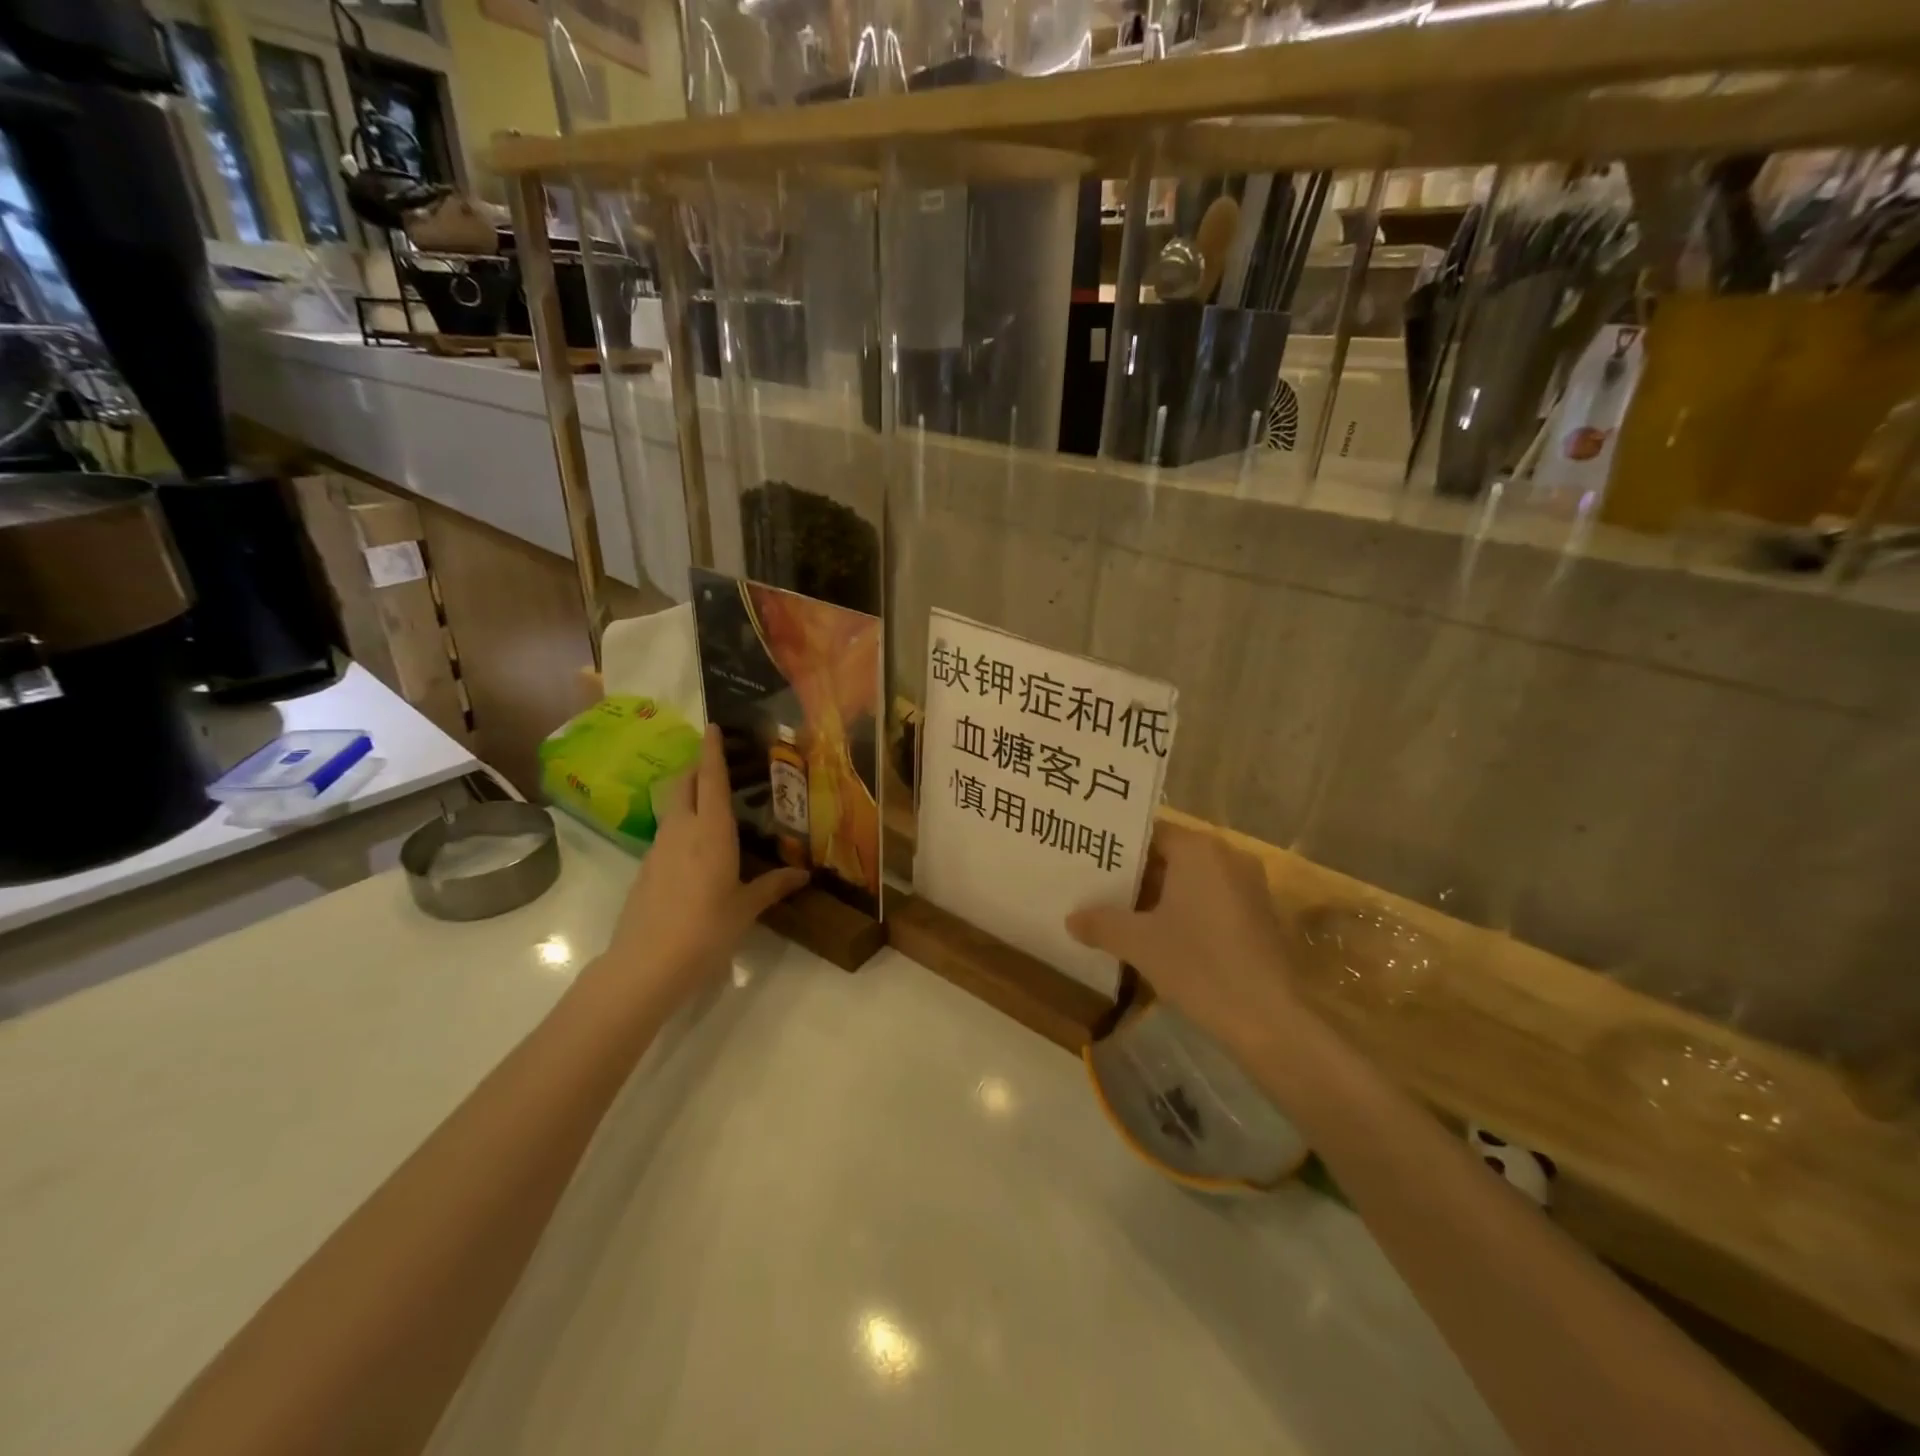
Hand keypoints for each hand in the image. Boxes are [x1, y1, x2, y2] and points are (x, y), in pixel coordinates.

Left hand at [597, 724, 806, 1012]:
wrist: (646, 964)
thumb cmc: (706, 929)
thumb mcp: (745, 908)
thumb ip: (772, 886)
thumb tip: (803, 875)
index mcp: (711, 831)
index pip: (710, 778)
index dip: (712, 750)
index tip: (713, 726)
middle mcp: (682, 829)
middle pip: (683, 784)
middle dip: (697, 767)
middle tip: (718, 764)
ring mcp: (658, 848)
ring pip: (672, 807)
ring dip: (688, 796)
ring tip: (712, 805)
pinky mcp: (645, 868)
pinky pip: (666, 833)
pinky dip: (681, 826)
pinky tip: (696, 849)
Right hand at [1066, 823, 1299, 1045]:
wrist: (1268, 1019)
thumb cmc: (1199, 965)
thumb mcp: (1139, 943)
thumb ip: (1101, 924)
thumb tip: (1070, 918)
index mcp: (1199, 849)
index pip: (1149, 834)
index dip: (1118, 850)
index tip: (1090, 863)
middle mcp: (1228, 856)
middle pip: (1171, 855)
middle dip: (1136, 874)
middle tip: (1098, 889)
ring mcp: (1249, 885)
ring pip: (1192, 879)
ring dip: (1161, 895)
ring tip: (1123, 913)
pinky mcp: (1260, 915)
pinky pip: (1212, 899)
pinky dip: (1187, 910)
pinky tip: (1162, 936)